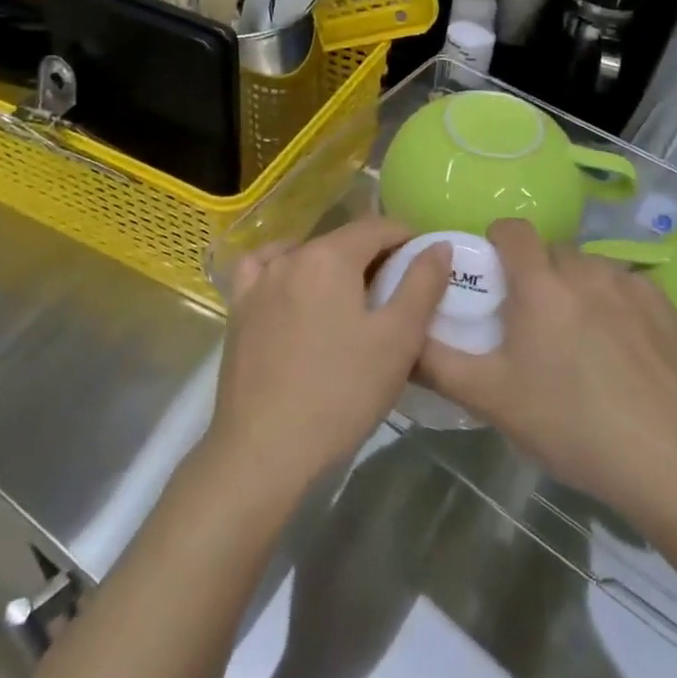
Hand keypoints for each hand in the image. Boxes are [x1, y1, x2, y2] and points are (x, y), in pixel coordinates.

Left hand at [206, 217, 448, 506]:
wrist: (265, 450)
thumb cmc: (341, 393)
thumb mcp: (398, 340)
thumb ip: (422, 284)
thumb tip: (438, 245)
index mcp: (329, 256)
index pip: (377, 227)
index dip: (407, 238)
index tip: (425, 263)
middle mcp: (289, 257)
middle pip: (341, 240)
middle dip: (374, 255)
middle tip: (397, 291)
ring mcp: (257, 282)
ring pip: (305, 255)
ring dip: (333, 265)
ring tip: (351, 299)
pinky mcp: (238, 309)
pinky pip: (264, 271)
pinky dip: (286, 270)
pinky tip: (295, 290)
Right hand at [416, 219, 676, 527]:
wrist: (670, 460)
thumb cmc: (570, 424)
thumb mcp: (491, 398)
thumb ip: (437, 363)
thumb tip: (402, 340)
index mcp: (541, 284)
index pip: (512, 229)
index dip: (496, 242)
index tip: (493, 275)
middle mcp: (587, 271)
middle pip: (553, 252)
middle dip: (537, 274)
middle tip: (532, 323)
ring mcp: (633, 287)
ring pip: (593, 270)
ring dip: (578, 288)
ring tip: (580, 340)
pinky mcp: (669, 309)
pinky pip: (630, 290)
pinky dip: (617, 306)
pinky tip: (624, 353)